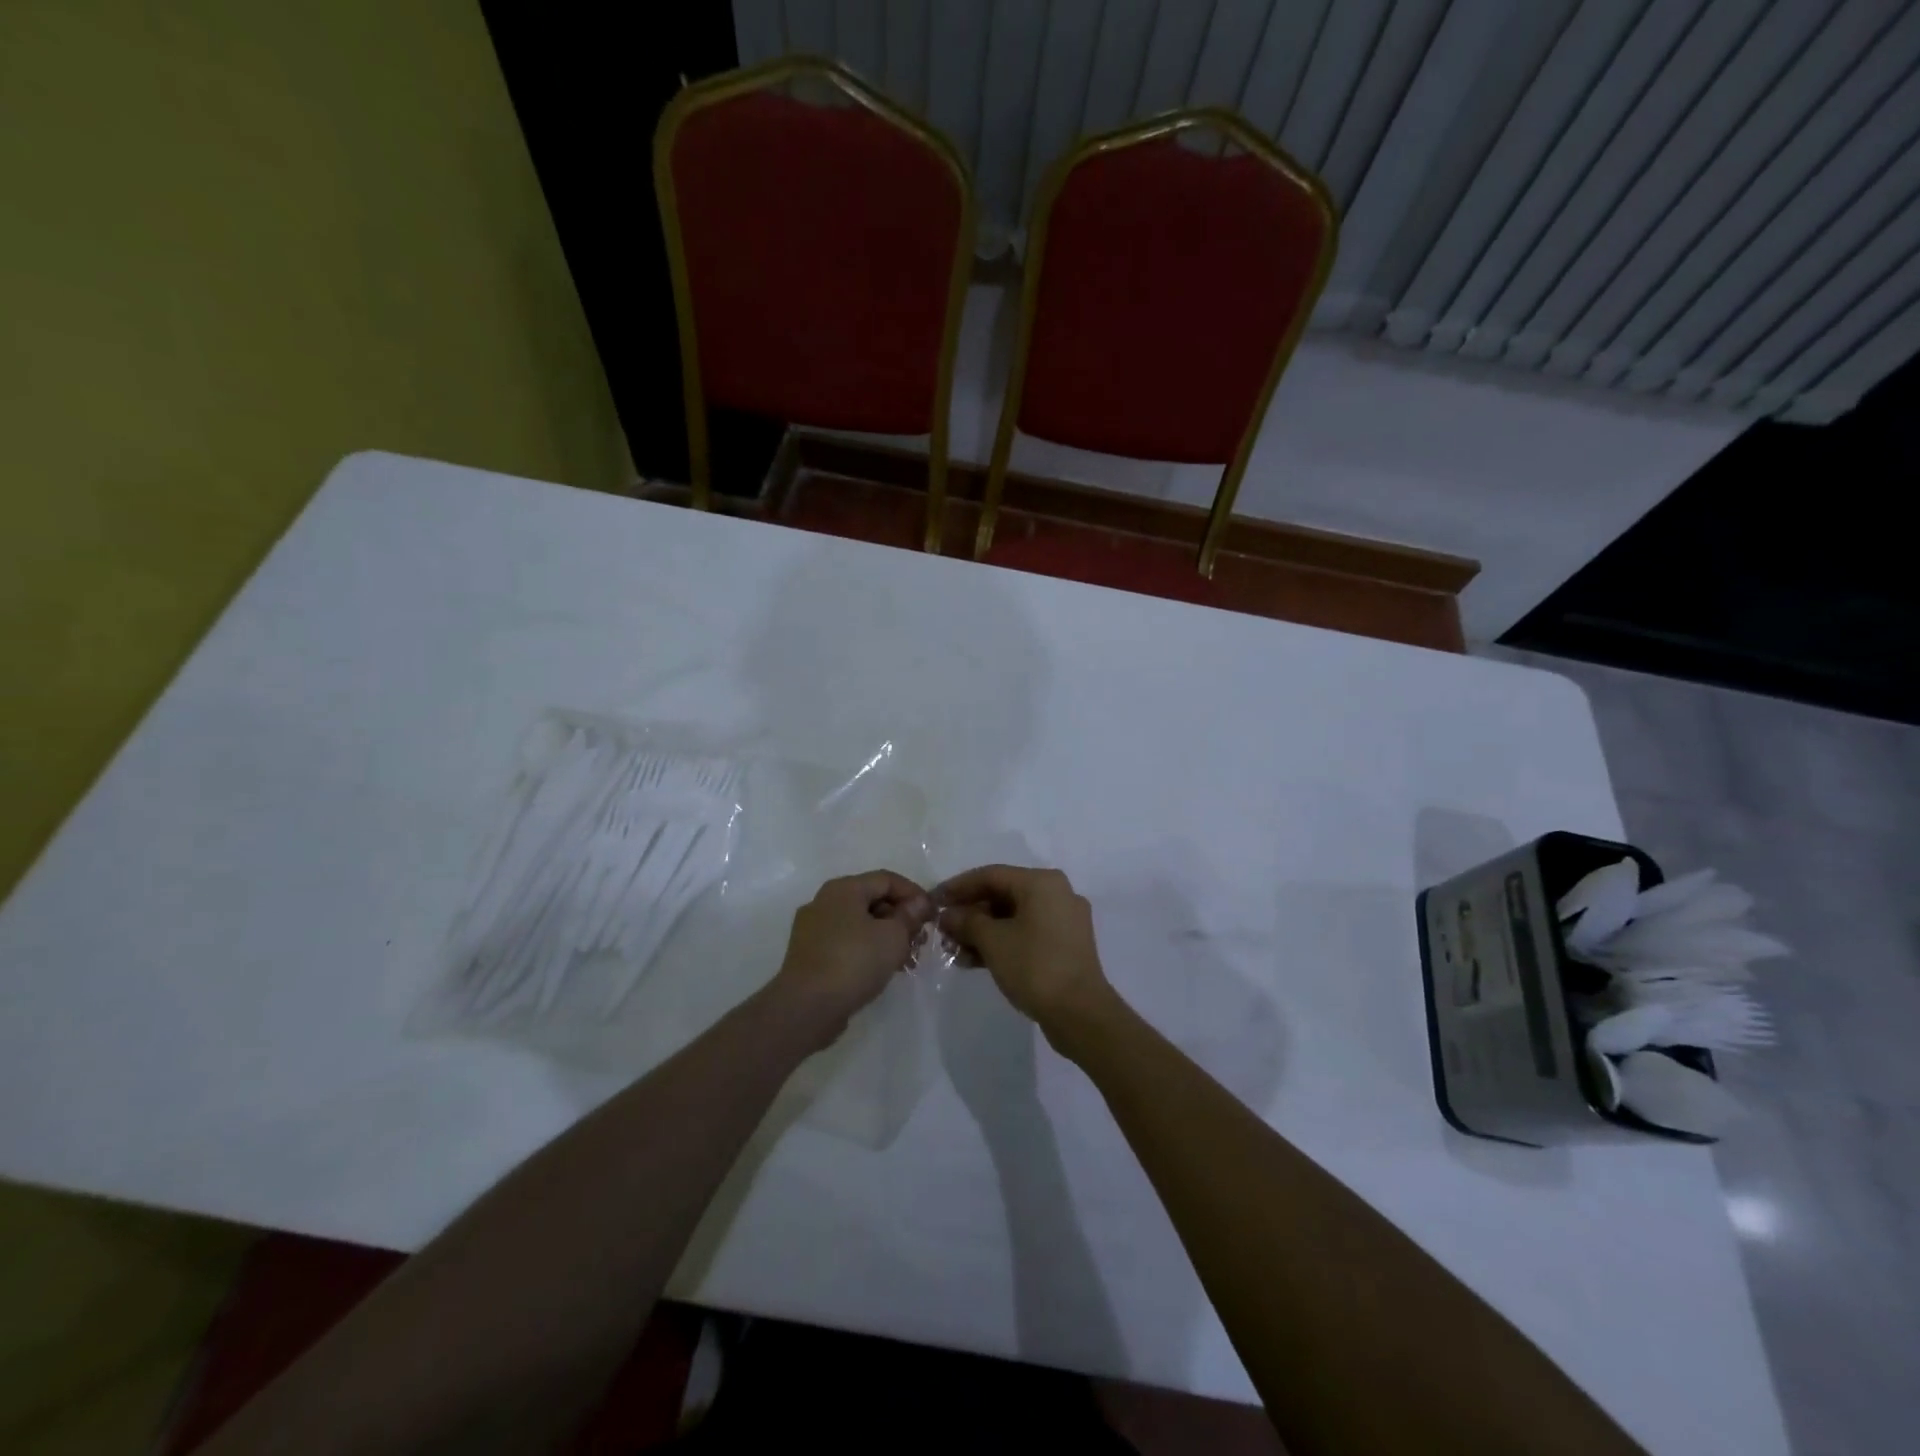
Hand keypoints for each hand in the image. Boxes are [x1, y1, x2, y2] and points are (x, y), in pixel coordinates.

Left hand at [769, 870, 931, 1045]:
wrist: (806, 1007)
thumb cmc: (854, 961)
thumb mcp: (893, 936)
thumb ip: (909, 916)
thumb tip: (918, 903)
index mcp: (843, 889)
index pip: (886, 879)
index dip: (913, 893)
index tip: (932, 915)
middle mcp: (824, 902)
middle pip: (871, 900)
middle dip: (900, 918)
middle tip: (920, 940)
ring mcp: (812, 929)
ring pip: (858, 924)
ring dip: (886, 937)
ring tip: (906, 960)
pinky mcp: (808, 955)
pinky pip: (845, 943)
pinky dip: (866, 950)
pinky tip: (882, 970)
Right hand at [938, 865, 1115, 1050]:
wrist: (1081, 1014)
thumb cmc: (1034, 966)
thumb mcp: (993, 941)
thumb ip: (967, 922)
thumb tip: (948, 915)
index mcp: (1042, 882)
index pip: (991, 875)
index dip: (958, 887)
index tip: (933, 900)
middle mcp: (1057, 894)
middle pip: (1003, 895)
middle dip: (970, 913)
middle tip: (943, 930)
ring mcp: (1064, 921)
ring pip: (1014, 917)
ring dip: (982, 932)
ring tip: (954, 951)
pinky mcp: (1065, 946)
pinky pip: (1026, 934)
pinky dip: (1002, 943)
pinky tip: (974, 961)